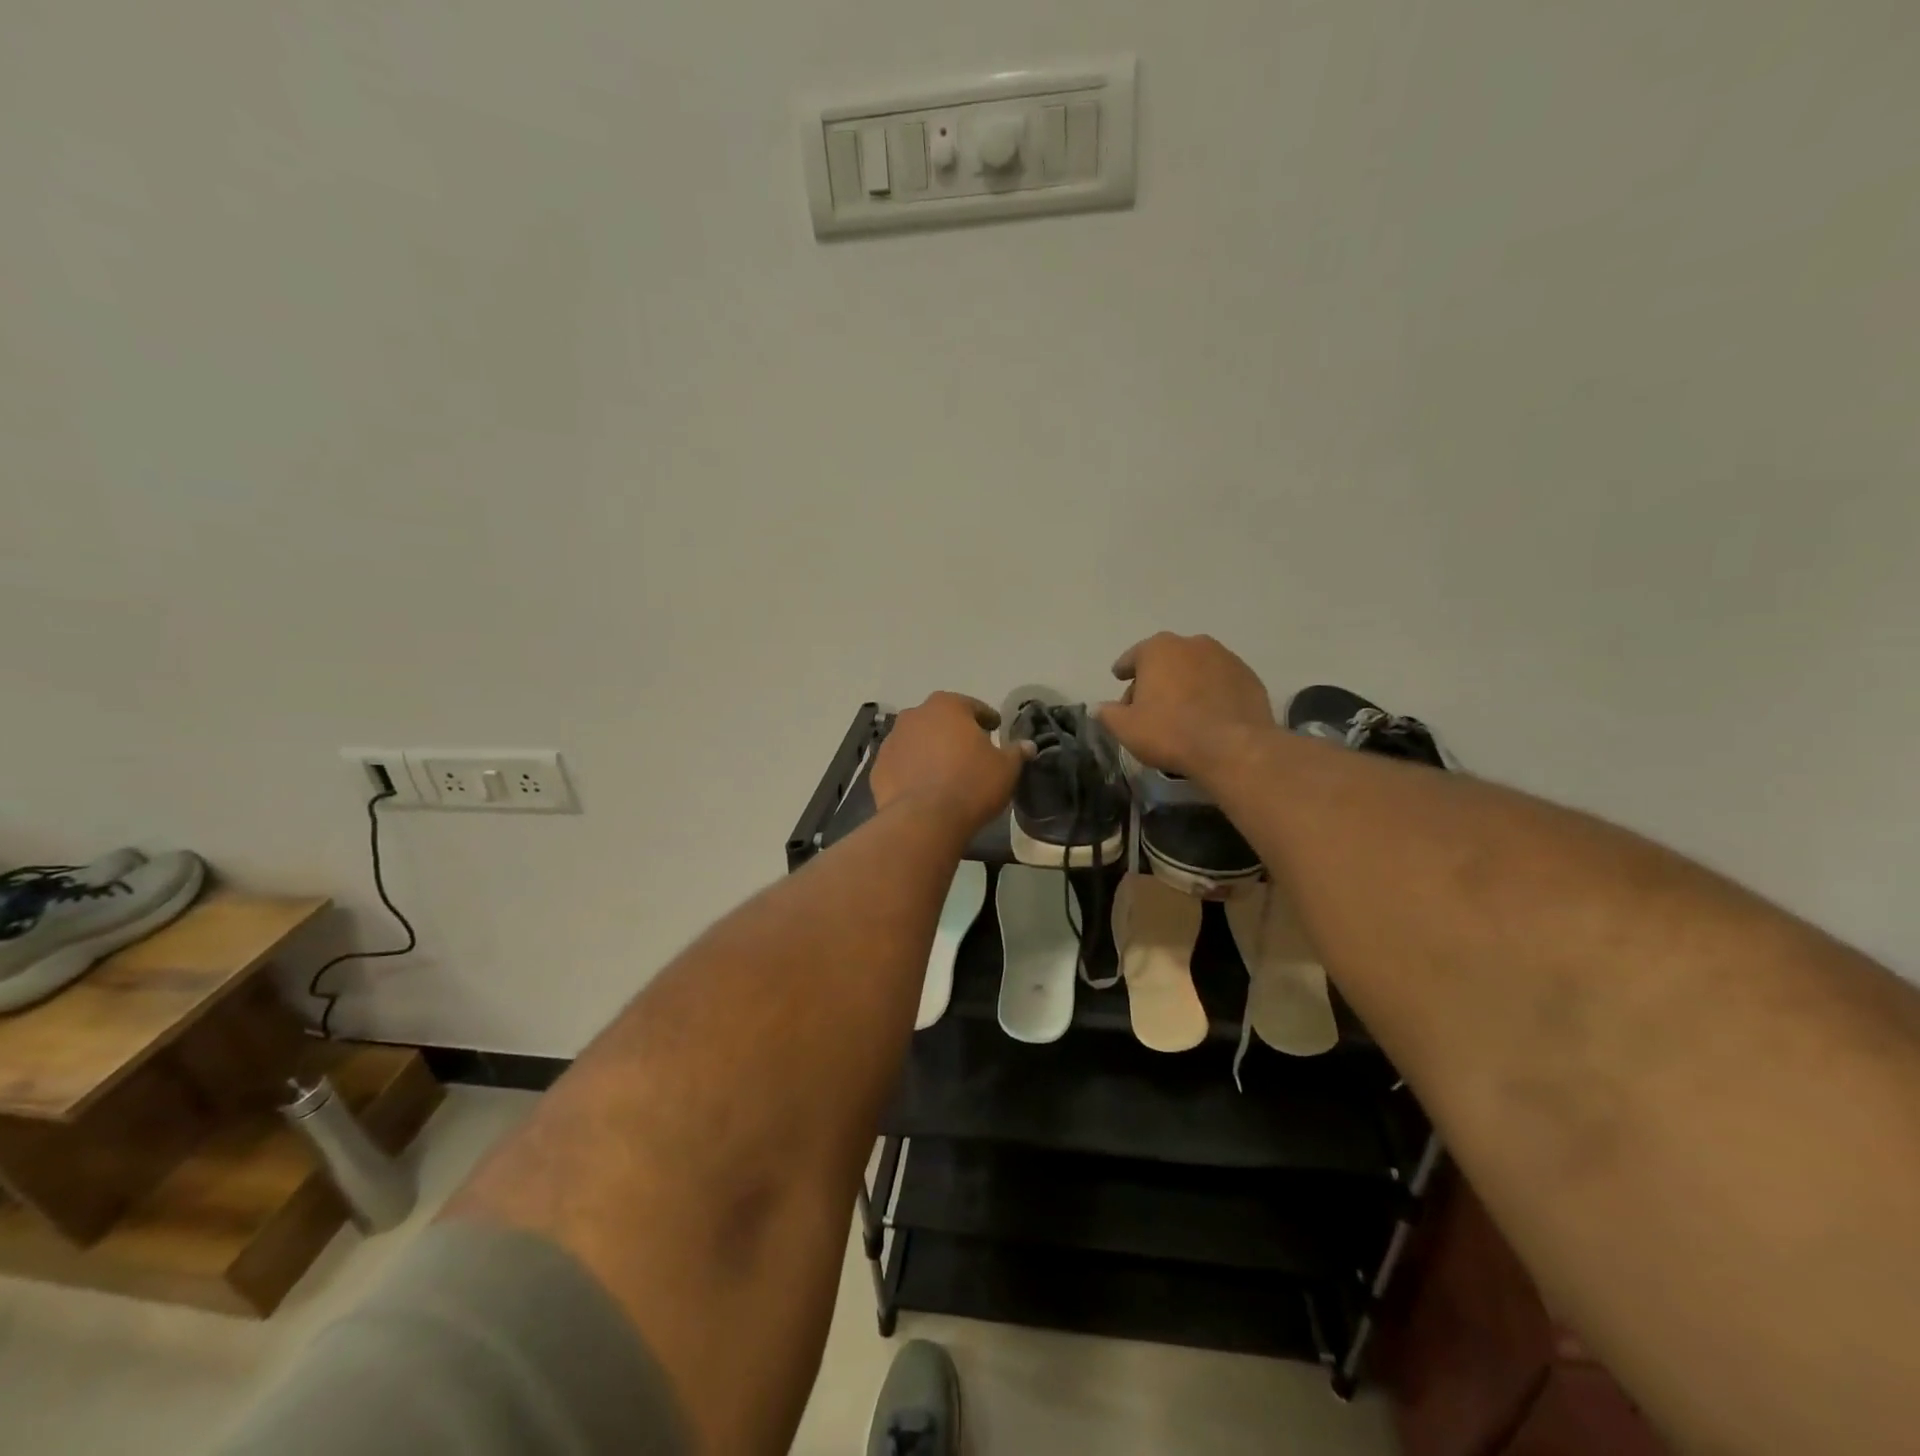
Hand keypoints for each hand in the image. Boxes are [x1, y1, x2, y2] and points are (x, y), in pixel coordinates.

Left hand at [872, 692, 1031, 832]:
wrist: (924, 819)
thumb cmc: (971, 784)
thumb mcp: (1006, 769)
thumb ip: (1016, 752)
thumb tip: (1027, 745)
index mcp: (947, 706)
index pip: (972, 706)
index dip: (987, 719)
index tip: (995, 729)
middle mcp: (915, 715)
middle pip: (941, 720)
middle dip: (955, 732)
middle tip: (971, 751)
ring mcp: (892, 740)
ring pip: (918, 740)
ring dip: (930, 750)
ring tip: (946, 772)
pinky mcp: (878, 767)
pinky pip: (902, 764)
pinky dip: (912, 770)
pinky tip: (924, 788)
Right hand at [1095, 632, 1275, 778]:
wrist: (1234, 748)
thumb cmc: (1171, 732)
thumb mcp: (1126, 728)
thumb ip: (1108, 714)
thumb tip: (1099, 708)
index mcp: (1158, 649)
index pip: (1133, 656)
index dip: (1124, 669)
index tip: (1119, 677)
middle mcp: (1192, 644)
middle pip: (1166, 660)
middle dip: (1155, 677)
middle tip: (1148, 703)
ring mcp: (1225, 657)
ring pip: (1195, 668)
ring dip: (1185, 683)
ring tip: (1180, 709)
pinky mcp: (1249, 676)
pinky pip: (1219, 681)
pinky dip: (1210, 692)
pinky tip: (1207, 714)